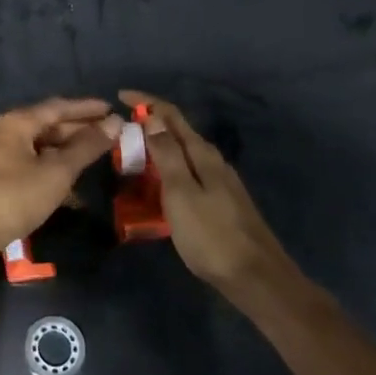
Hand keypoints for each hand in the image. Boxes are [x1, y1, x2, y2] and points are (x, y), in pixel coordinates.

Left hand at [0, 98, 121, 273]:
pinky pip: (32, 165)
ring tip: (96, 156)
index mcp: (18, 122)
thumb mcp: (56, 171)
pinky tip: (71, 185)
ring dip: (67, 151)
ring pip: (41, 147)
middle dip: (79, 130)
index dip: (87, 108)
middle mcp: (6, 133)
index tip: (112, 109)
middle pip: (48, 125)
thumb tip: (115, 122)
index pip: (58, 107)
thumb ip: (86, 147)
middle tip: (110, 134)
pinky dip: (53, 169)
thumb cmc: (14, 196)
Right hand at [121, 90, 292, 295]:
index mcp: (202, 154)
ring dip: (157, 148)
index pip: (171, 115)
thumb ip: (167, 154)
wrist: (256, 277)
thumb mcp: (181, 193)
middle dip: (150, 124)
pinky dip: (167, 170)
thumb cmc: (212, 235)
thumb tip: (152, 118)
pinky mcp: (220, 202)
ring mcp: (219, 182)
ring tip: (132, 156)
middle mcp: (213, 161)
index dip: (146, 102)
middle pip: (178, 132)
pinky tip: (157, 185)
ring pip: (183, 154)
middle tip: (120, 131)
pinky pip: (187, 174)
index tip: (119, 96)